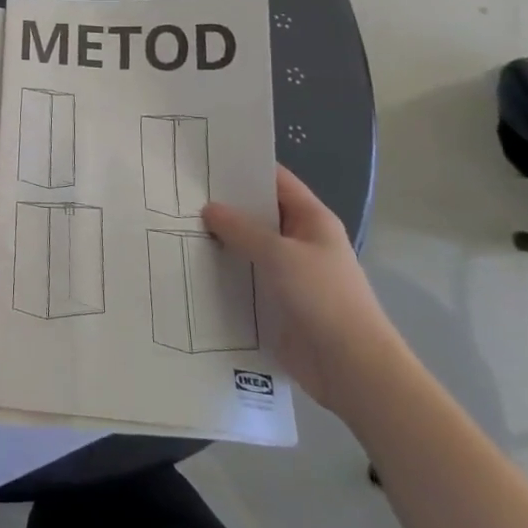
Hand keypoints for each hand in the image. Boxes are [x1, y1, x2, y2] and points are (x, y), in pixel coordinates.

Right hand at [202, 166, 405, 416]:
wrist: (350, 368)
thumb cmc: (322, 298)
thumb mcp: (279, 254)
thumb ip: (241, 229)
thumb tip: (209, 208)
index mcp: (313, 220)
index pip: (276, 181)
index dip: (245, 168)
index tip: (206, 159)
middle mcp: (301, 242)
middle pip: (259, 214)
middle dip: (225, 205)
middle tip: (181, 192)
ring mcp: (290, 274)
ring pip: (249, 248)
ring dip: (221, 241)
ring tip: (176, 226)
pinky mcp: (277, 303)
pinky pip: (246, 279)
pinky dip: (224, 272)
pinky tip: (191, 266)